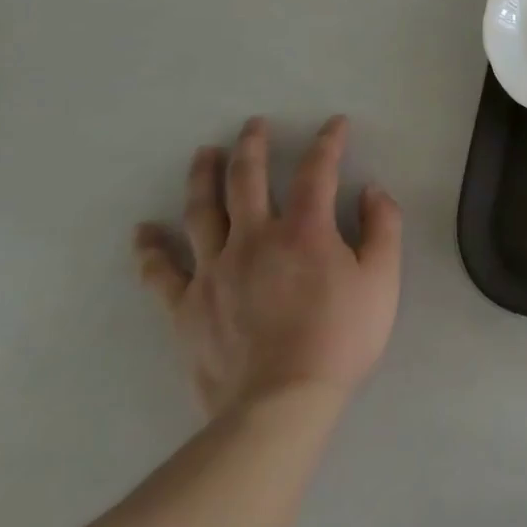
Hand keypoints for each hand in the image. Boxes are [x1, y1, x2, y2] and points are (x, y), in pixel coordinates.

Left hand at [133, 115, 402, 417]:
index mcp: (306, 230)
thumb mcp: (383, 278)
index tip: (335, 124)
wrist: (280, 402)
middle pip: (247, 180)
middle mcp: (254, 238)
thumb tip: (371, 191)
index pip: (317, 171)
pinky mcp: (186, 306)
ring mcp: (214, 271)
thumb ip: (382, 227)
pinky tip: (144, 231)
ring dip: (202, 177)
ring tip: (203, 154)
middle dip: (252, 146)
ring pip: (201, 212)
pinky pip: (161, 271)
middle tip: (253, 125)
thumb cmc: (342, 336)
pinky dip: (151, 248)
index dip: (328, 142)